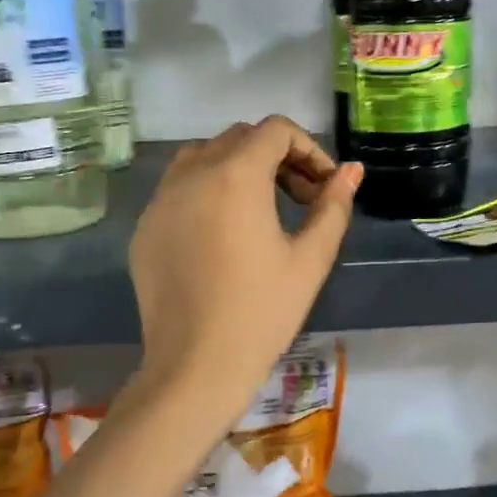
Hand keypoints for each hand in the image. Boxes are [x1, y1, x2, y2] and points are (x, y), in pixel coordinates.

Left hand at [127, 117, 360, 433]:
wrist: (196, 366)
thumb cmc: (263, 311)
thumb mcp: (310, 258)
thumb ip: (333, 206)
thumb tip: (351, 171)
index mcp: (235, 175)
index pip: (275, 130)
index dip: (309, 149)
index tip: (324, 187)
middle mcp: (191, 174)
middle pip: (240, 138)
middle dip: (277, 157)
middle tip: (301, 199)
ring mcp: (161, 199)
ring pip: (203, 156)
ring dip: (238, 167)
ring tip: (261, 209)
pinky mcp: (145, 226)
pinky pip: (178, 187)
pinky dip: (207, 190)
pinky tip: (223, 234)